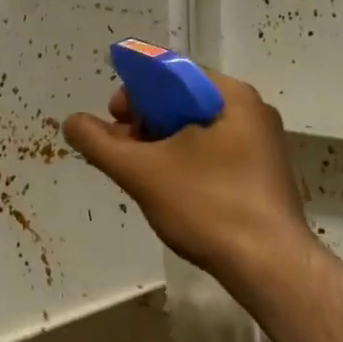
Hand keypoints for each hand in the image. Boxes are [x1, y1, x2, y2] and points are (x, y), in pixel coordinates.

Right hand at [63, 70, 306, 287]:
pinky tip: (169, 188)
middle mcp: (251, 110)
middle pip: (183, 99)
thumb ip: (100, 143)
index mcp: (230, 95)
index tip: (114, 118)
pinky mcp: (263, 174)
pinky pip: (214, 151)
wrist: (271, 269)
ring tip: (140, 172)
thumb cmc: (208, 207)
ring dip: (161, 143)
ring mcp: (262, 143)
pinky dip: (185, 160)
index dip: (135, 90)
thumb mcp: (142, 172)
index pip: (171, 72)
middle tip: (123, 150)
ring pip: (196, 128)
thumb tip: (71, 122)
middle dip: (145, 120)